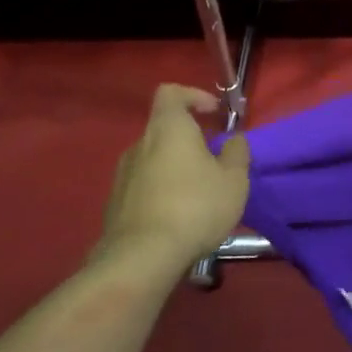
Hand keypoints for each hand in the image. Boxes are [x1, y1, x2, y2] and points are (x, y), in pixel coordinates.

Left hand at [98, 85, 249, 272]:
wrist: (141, 259)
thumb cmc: (195, 207)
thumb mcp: (234, 179)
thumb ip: (237, 152)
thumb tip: (233, 139)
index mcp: (168, 128)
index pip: (171, 92)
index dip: (194, 95)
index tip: (214, 112)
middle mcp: (140, 144)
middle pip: (164, 128)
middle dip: (189, 139)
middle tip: (213, 160)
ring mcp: (122, 175)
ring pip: (153, 159)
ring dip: (175, 167)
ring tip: (197, 193)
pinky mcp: (114, 205)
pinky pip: (142, 186)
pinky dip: (160, 191)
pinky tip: (177, 217)